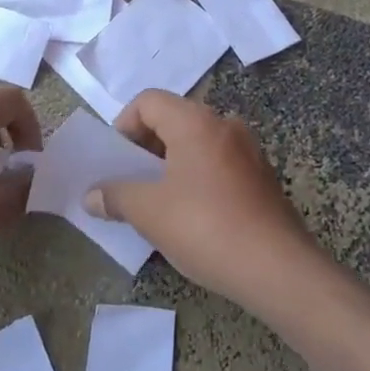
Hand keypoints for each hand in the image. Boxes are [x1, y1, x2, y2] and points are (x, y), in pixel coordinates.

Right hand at [84, 90, 319, 309]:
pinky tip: (190, 215)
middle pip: (173, 119)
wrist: (278, 270)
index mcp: (196, 122)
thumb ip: (115, 196)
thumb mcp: (149, 212)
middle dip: (145, 147)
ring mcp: (249, 151)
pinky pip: (218, 164)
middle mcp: (225, 125)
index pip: (148, 101)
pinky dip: (196, 178)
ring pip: (197, 143)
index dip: (123, 125)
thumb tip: (91, 196)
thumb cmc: (205, 227)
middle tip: (129, 181)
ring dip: (170, 165)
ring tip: (156, 201)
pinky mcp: (262, 178)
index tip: (116, 161)